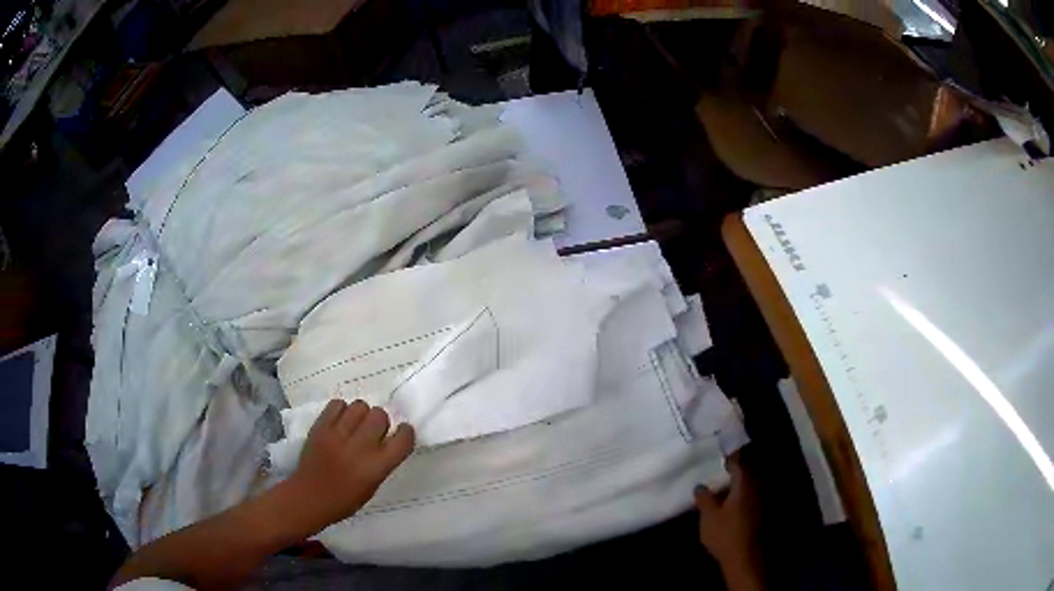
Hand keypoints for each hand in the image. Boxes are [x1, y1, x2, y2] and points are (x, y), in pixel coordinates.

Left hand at [290, 399, 414, 529]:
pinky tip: (339, 422)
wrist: (309, 497)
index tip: (401, 432)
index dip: (405, 432)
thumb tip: (387, 440)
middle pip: (380, 415)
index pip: (403, 438)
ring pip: (360, 405)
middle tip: (372, 432)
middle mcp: (361, 447)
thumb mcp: (373, 485)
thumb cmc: (345, 499)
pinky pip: (337, 404)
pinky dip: (341, 410)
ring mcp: (338, 434)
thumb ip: (382, 461)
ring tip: (354, 425)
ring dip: (361, 414)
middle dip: (380, 421)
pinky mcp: (321, 426)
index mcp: (377, 466)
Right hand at [695, 454, 762, 589]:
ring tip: (722, 485)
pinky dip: (741, 495)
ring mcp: (761, 501)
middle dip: (734, 470)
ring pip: (749, 485)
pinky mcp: (761, 513)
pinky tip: (730, 501)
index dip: (729, 456)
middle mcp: (757, 488)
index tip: (720, 452)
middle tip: (719, 468)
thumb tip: (700, 485)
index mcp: (745, 484)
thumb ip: (704, 498)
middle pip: (746, 472)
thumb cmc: (725, 534)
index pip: (738, 462)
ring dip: (737, 483)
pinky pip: (751, 496)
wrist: (745, 557)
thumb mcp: (708, 516)